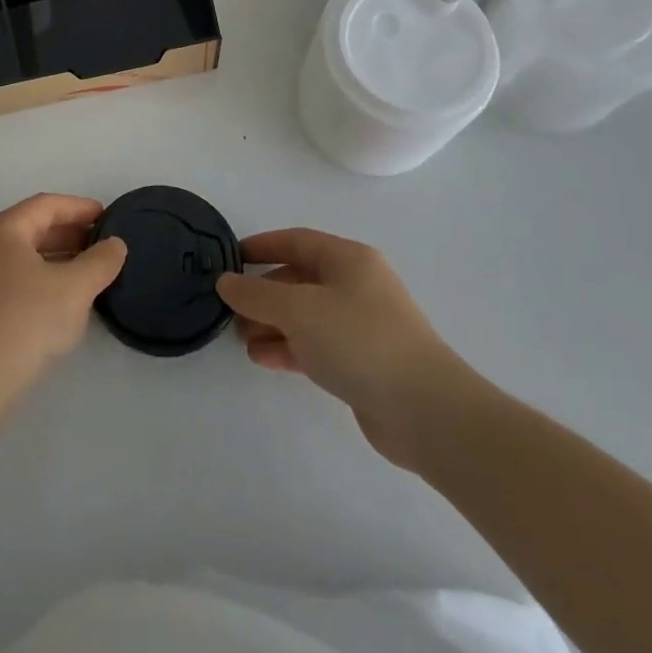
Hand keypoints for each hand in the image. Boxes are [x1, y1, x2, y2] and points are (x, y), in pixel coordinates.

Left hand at [0, 193, 126, 409]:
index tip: (108, 216)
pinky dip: (43, 279)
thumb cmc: (25, 320)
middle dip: (70, 233)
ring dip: (58, 258)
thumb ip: (100, 262)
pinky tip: (63, 299)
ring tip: (90, 271)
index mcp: (3, 229)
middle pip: (33, 228)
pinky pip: (16, 279)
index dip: (79, 207)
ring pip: (24, 256)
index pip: (46, 205)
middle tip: (103, 244)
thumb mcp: (74, 288)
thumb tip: (115, 244)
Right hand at [217, 228, 481, 470]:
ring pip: (305, 316)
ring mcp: (361, 326)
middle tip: (231, 309)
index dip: (261, 246)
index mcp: (348, 259)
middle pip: (299, 279)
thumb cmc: (360, 341)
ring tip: (241, 339)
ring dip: (272, 324)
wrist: (426, 411)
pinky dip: (289, 348)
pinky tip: (263, 358)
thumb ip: (256, 294)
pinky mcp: (362, 362)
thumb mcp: (299, 309)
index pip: (296, 240)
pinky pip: (316, 345)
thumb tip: (225, 282)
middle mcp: (356, 286)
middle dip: (263, 293)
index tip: (229, 259)